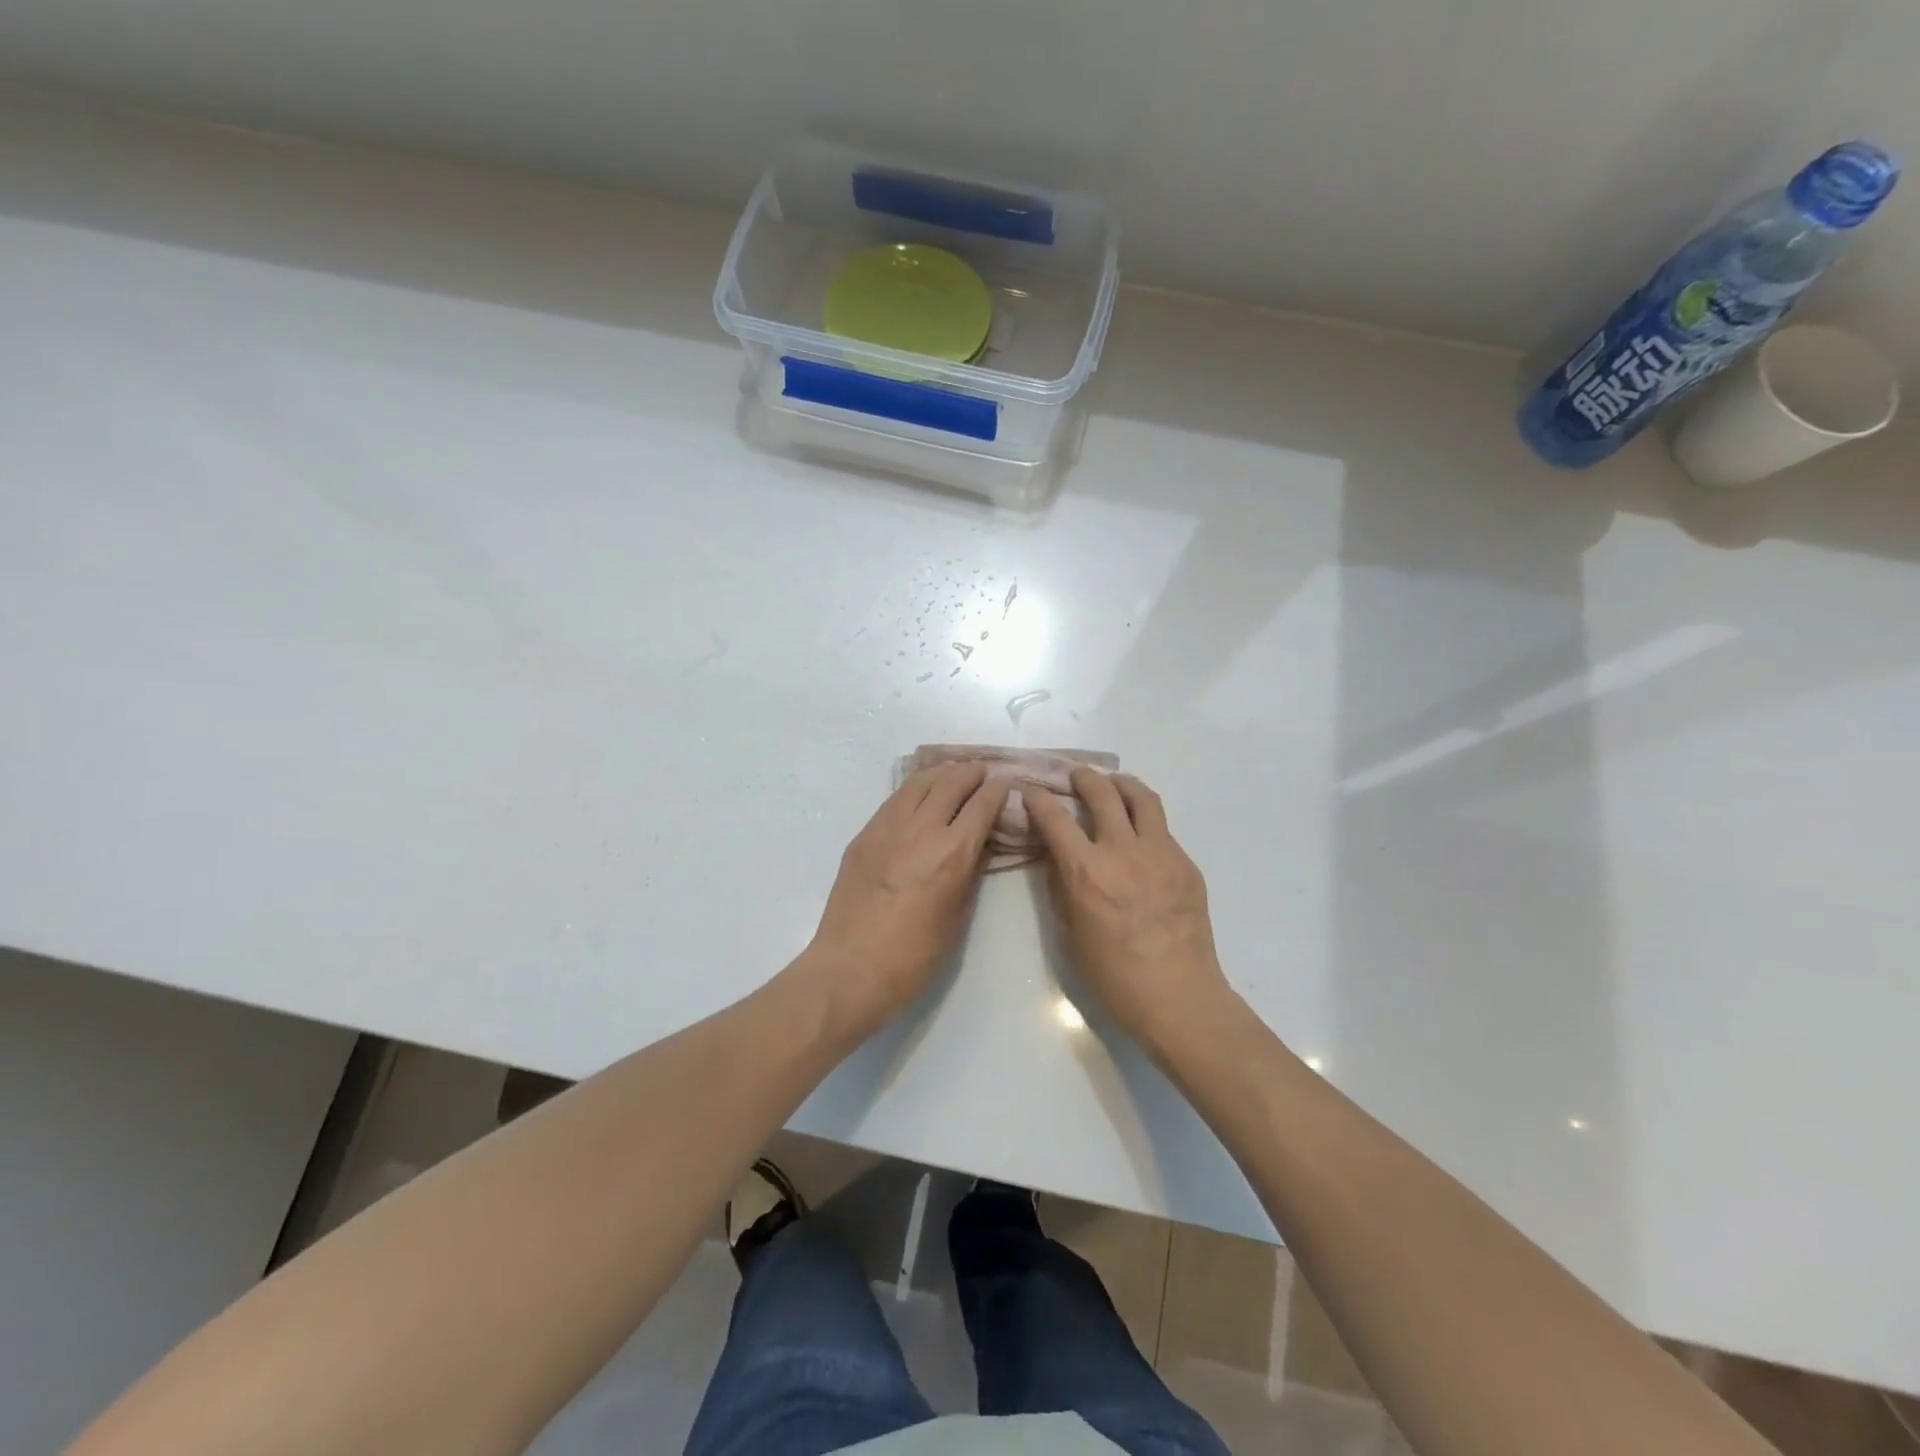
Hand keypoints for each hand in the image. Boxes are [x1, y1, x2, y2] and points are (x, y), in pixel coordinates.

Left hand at [801, 762, 1012, 1043]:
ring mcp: (887, 828)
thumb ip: (971, 872)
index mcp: (952, 852)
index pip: (982, 804)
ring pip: (919, 782)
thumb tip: (980, 843)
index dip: (998, 789)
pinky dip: (914, 789)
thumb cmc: (914, 956)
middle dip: (971, 773)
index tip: (1006, 782)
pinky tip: (920, 795)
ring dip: (941, 773)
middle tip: (982, 773)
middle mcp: (921, 829)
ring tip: (952, 774)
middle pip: (951, 782)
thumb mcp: (957, 916)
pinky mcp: (864, 835)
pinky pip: (894, 800)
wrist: (851, 969)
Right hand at [1027, 769, 1234, 1052]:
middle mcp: (1124, 851)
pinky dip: (1145, 821)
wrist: (1178, 997)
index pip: (1055, 818)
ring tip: (1113, 785)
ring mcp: (1161, 853)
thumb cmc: (1113, 976)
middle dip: (1083, 777)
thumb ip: (1061, 886)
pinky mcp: (1186, 864)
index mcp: (1087, 871)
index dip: (1037, 798)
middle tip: (1076, 776)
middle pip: (1102, 793)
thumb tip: (1056, 856)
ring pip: (1142, 798)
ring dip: (1122, 784)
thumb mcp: (1070, 933)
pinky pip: (1162, 829)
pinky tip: (1139, 837)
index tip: (1029, 788)